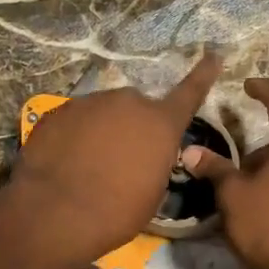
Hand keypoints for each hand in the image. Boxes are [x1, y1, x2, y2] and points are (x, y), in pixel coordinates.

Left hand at [11, 53, 222, 268]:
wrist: (56, 213)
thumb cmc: (117, 212)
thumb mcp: (152, 193)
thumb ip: (155, 162)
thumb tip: (145, 155)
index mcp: (161, 124)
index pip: (189, 93)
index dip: (203, 74)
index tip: (213, 54)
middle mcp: (129, 103)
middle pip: (136, 108)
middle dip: (132, 127)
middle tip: (121, 159)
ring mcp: (90, 102)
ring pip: (103, 112)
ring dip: (101, 131)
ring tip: (88, 164)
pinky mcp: (58, 112)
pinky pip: (74, 121)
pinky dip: (73, 136)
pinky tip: (65, 162)